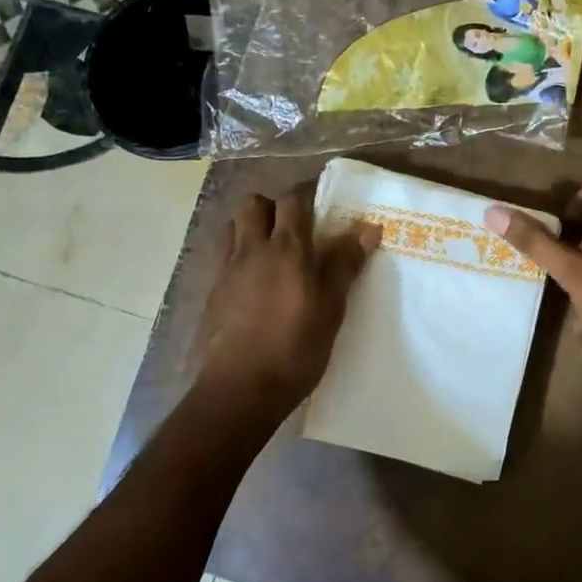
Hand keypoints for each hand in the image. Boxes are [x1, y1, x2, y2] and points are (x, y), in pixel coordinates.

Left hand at [193, 185, 378, 409]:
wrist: (240, 389)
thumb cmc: (295, 348)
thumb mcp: (331, 308)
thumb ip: (345, 264)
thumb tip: (368, 228)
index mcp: (286, 249)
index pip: (293, 199)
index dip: (307, 192)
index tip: (324, 199)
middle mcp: (252, 250)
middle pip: (253, 204)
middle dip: (273, 206)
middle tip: (295, 227)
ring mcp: (227, 271)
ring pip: (233, 227)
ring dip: (252, 227)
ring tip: (273, 250)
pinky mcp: (213, 293)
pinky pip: (225, 257)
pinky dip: (240, 256)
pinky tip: (256, 282)